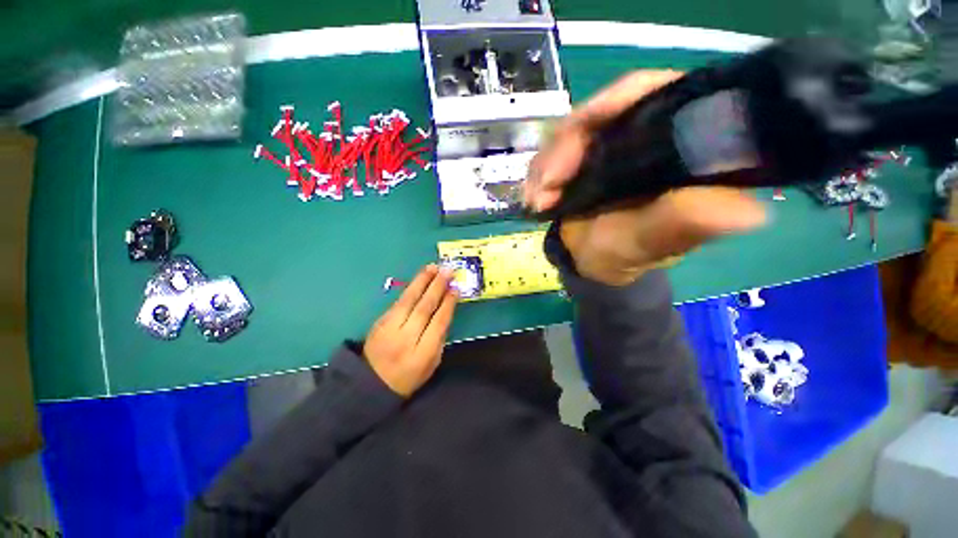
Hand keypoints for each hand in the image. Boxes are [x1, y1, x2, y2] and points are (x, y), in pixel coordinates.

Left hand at [364, 265, 457, 396]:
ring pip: (408, 300)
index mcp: (421, 354)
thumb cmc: (408, 376)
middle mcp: (405, 338)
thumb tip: (445, 310)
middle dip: (437, 287)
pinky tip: (419, 279)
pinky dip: (410, 289)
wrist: (370, 383)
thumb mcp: (431, 364)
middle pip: (423, 308)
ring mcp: (389, 329)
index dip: (448, 304)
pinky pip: (398, 302)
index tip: (455, 288)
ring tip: (433, 267)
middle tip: (447, 270)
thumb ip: (439, 338)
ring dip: (422, 281)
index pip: (438, 323)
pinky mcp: (380, 322)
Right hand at [524, 70, 766, 285]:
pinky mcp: (582, 159)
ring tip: (536, 200)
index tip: (579, 130)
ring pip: (570, 133)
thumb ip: (679, 225)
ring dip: (546, 164)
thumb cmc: (623, 256)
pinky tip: (534, 197)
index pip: (655, 94)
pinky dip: (538, 173)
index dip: (616, 101)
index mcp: (678, 147)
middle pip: (603, 111)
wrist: (589, 262)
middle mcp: (645, 136)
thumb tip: (743, 210)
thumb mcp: (648, 244)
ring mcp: (609, 146)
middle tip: (546, 185)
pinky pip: (553, 152)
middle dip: (566, 146)